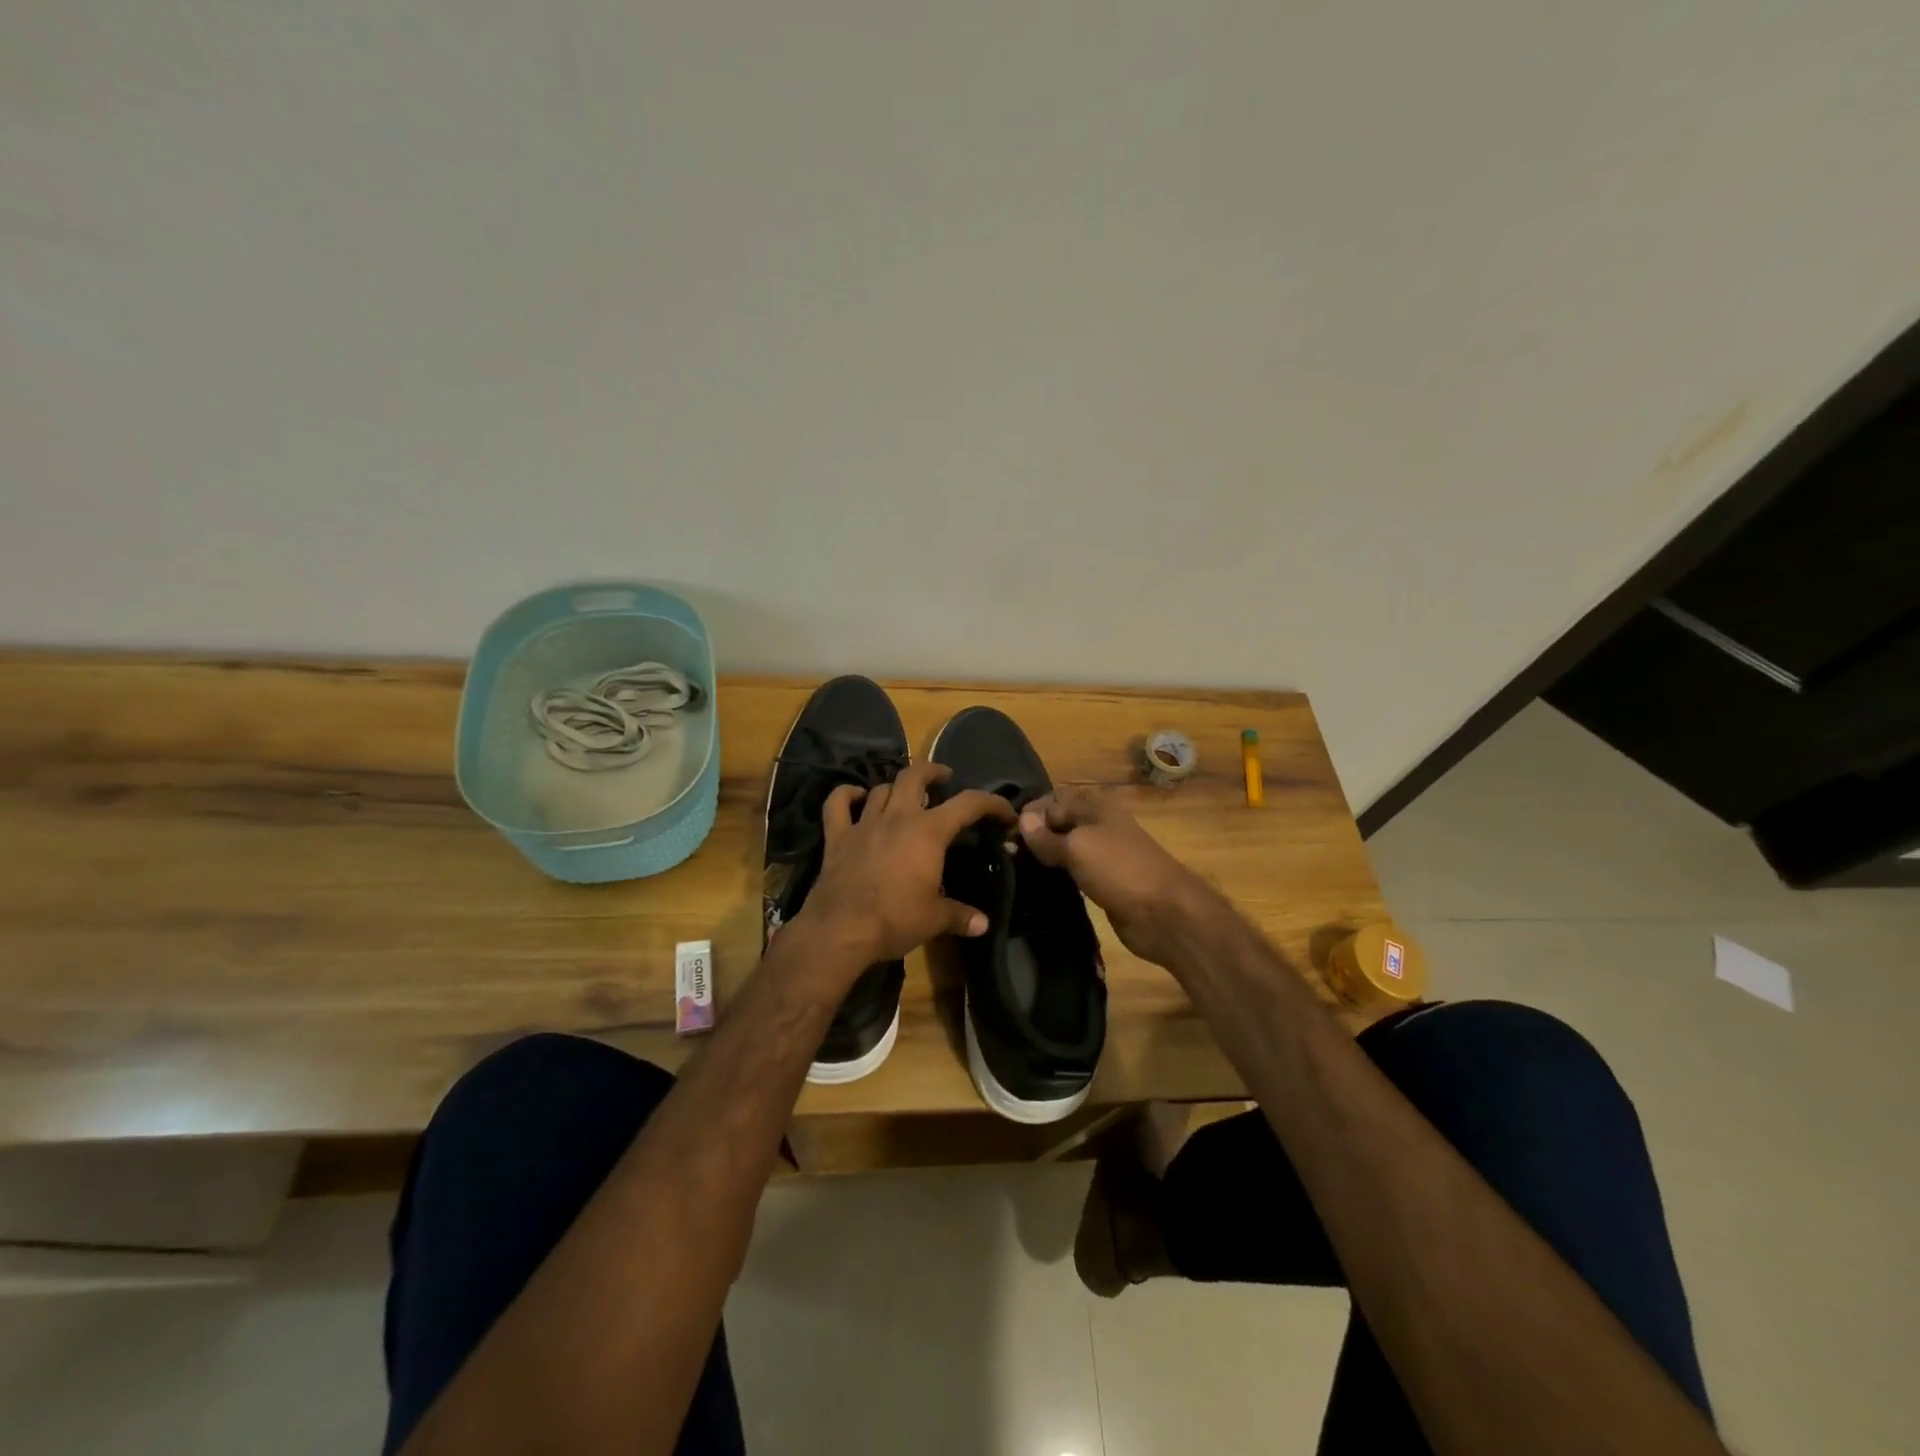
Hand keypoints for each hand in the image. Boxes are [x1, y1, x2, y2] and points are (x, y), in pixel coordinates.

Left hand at [796, 761, 1017, 970]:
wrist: (841, 930)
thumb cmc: (896, 919)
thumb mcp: (935, 919)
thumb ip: (961, 916)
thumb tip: (983, 924)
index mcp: (929, 832)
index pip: (968, 804)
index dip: (991, 803)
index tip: (1005, 812)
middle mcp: (898, 817)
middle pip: (915, 776)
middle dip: (933, 771)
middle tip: (944, 777)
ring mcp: (864, 824)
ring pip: (881, 788)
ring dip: (896, 787)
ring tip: (905, 795)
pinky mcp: (837, 837)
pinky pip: (837, 804)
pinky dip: (846, 795)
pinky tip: (855, 796)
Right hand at [1018, 787, 1209, 966]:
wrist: (1164, 914)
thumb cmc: (1120, 870)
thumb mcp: (1078, 848)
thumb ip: (1047, 837)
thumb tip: (1022, 820)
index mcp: (1096, 807)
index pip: (1052, 801)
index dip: (1029, 815)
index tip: (1004, 835)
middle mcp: (1099, 825)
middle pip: (1059, 822)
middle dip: (1034, 835)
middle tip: (1006, 855)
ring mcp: (1103, 854)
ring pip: (1065, 847)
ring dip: (1044, 856)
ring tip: (1016, 869)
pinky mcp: (1104, 881)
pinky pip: (1073, 871)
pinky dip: (1057, 874)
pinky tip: (1039, 884)